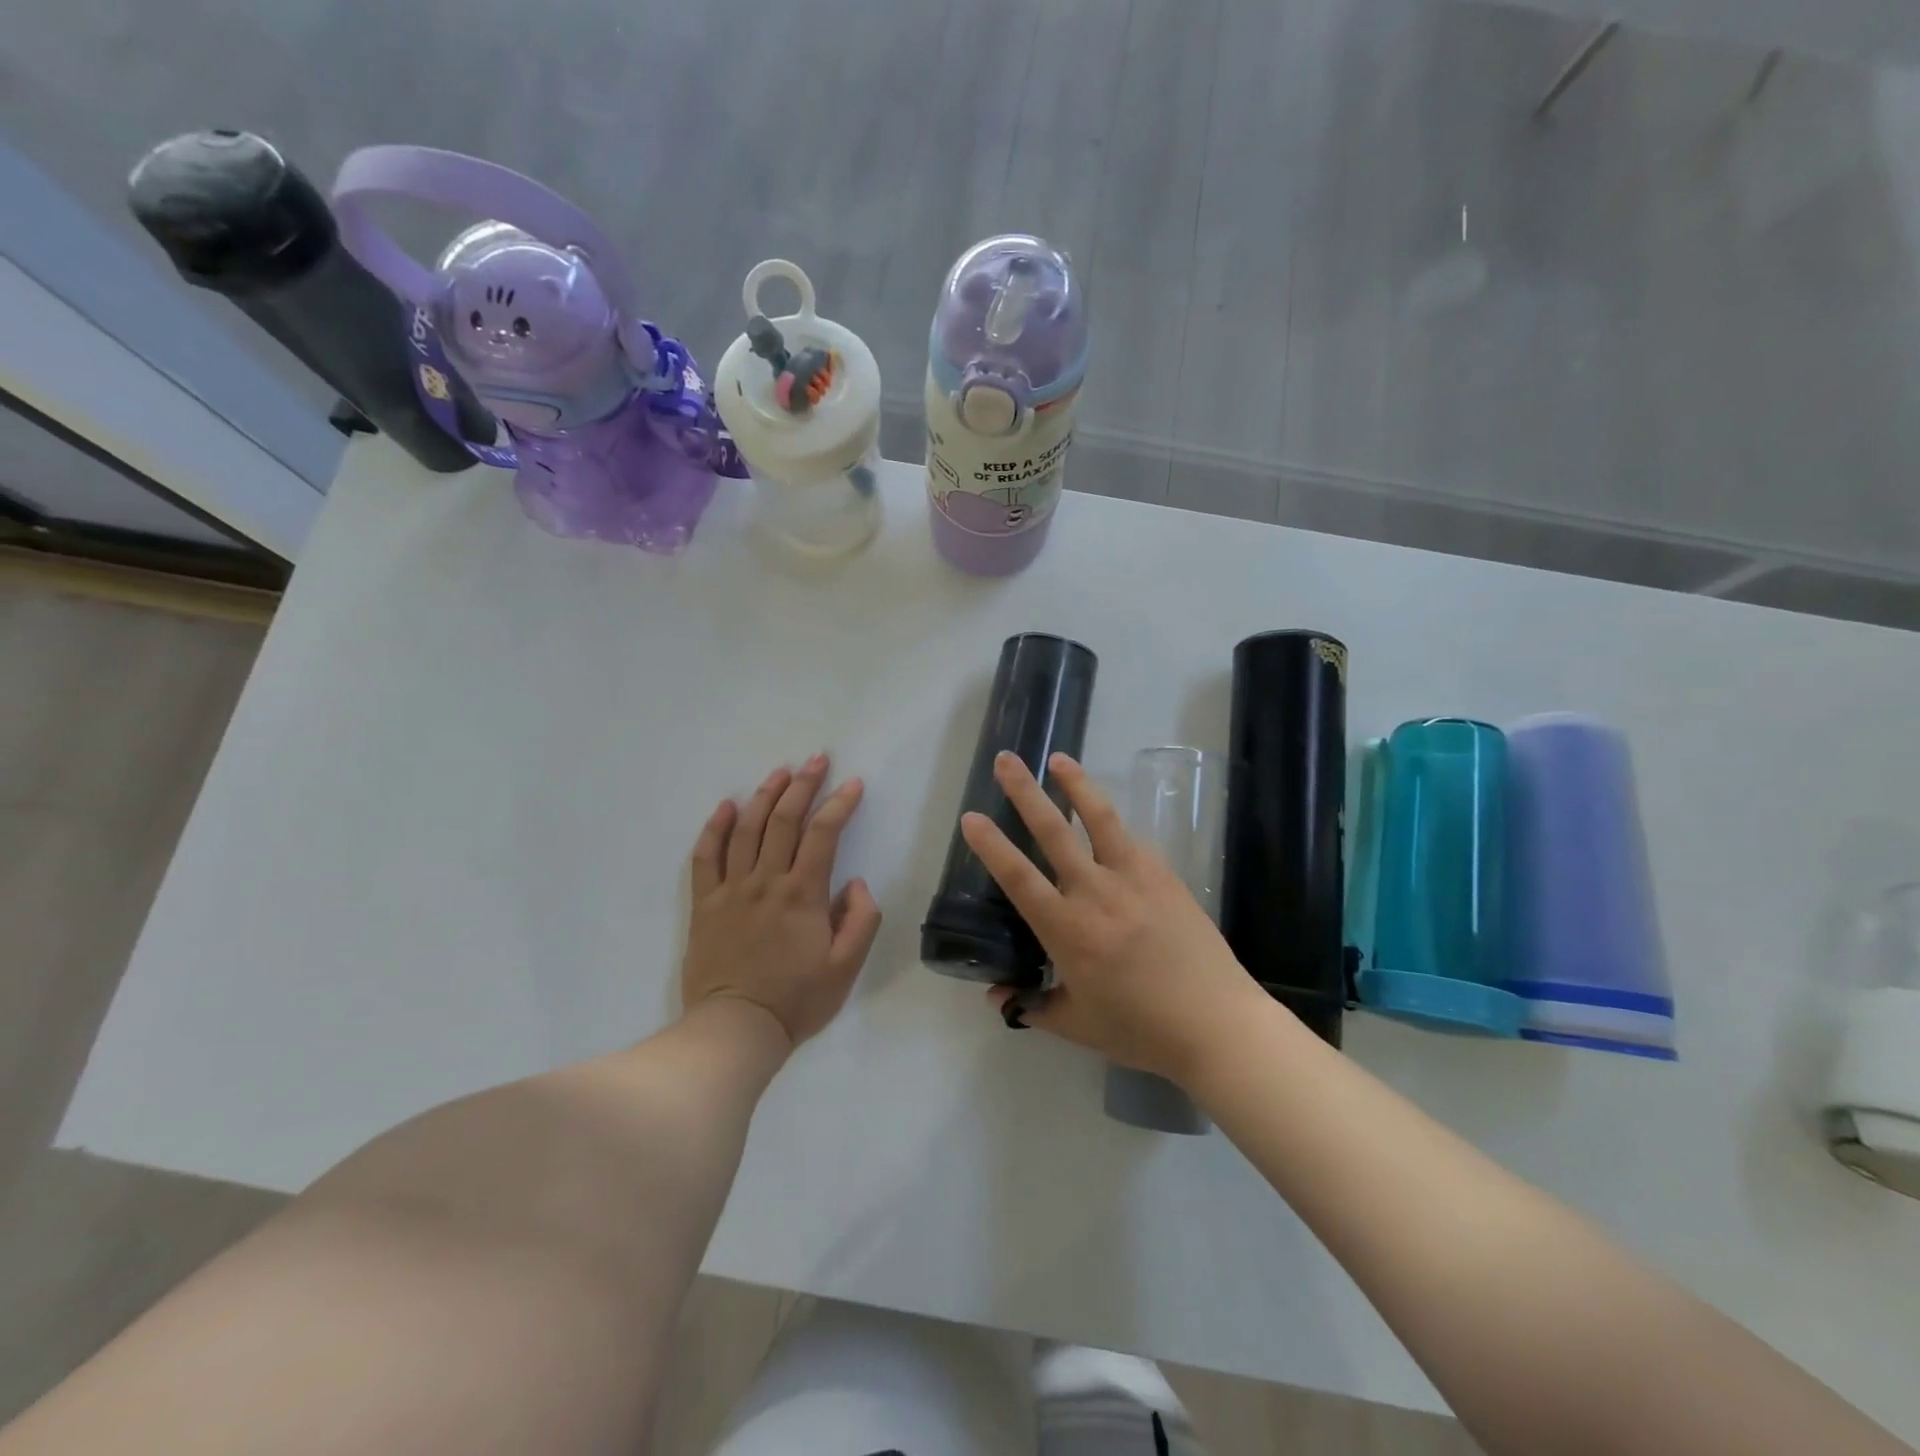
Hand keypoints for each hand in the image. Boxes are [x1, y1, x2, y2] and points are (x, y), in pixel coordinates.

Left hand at [683, 755, 882, 1050]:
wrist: (735, 1030)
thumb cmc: (796, 1000)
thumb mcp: (846, 967)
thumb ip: (861, 920)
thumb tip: (856, 883)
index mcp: (803, 894)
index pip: (824, 834)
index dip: (840, 804)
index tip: (853, 783)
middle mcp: (766, 881)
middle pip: (784, 820)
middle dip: (803, 784)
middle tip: (817, 759)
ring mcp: (731, 889)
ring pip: (746, 829)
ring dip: (764, 795)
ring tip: (780, 772)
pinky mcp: (705, 904)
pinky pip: (705, 856)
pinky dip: (715, 827)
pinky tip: (726, 805)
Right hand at [960, 751, 1271, 1083]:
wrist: (1216, 1024)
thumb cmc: (1141, 1029)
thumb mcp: (1077, 1025)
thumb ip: (1033, 1007)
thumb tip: (995, 997)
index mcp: (1067, 930)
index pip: (1018, 877)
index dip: (991, 845)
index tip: (971, 816)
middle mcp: (1095, 893)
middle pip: (1053, 831)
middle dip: (1025, 792)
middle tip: (1006, 760)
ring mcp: (1134, 878)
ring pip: (1099, 819)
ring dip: (1076, 784)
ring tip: (1059, 759)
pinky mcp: (1164, 876)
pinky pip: (1132, 841)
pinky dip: (1113, 824)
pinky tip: (1104, 817)